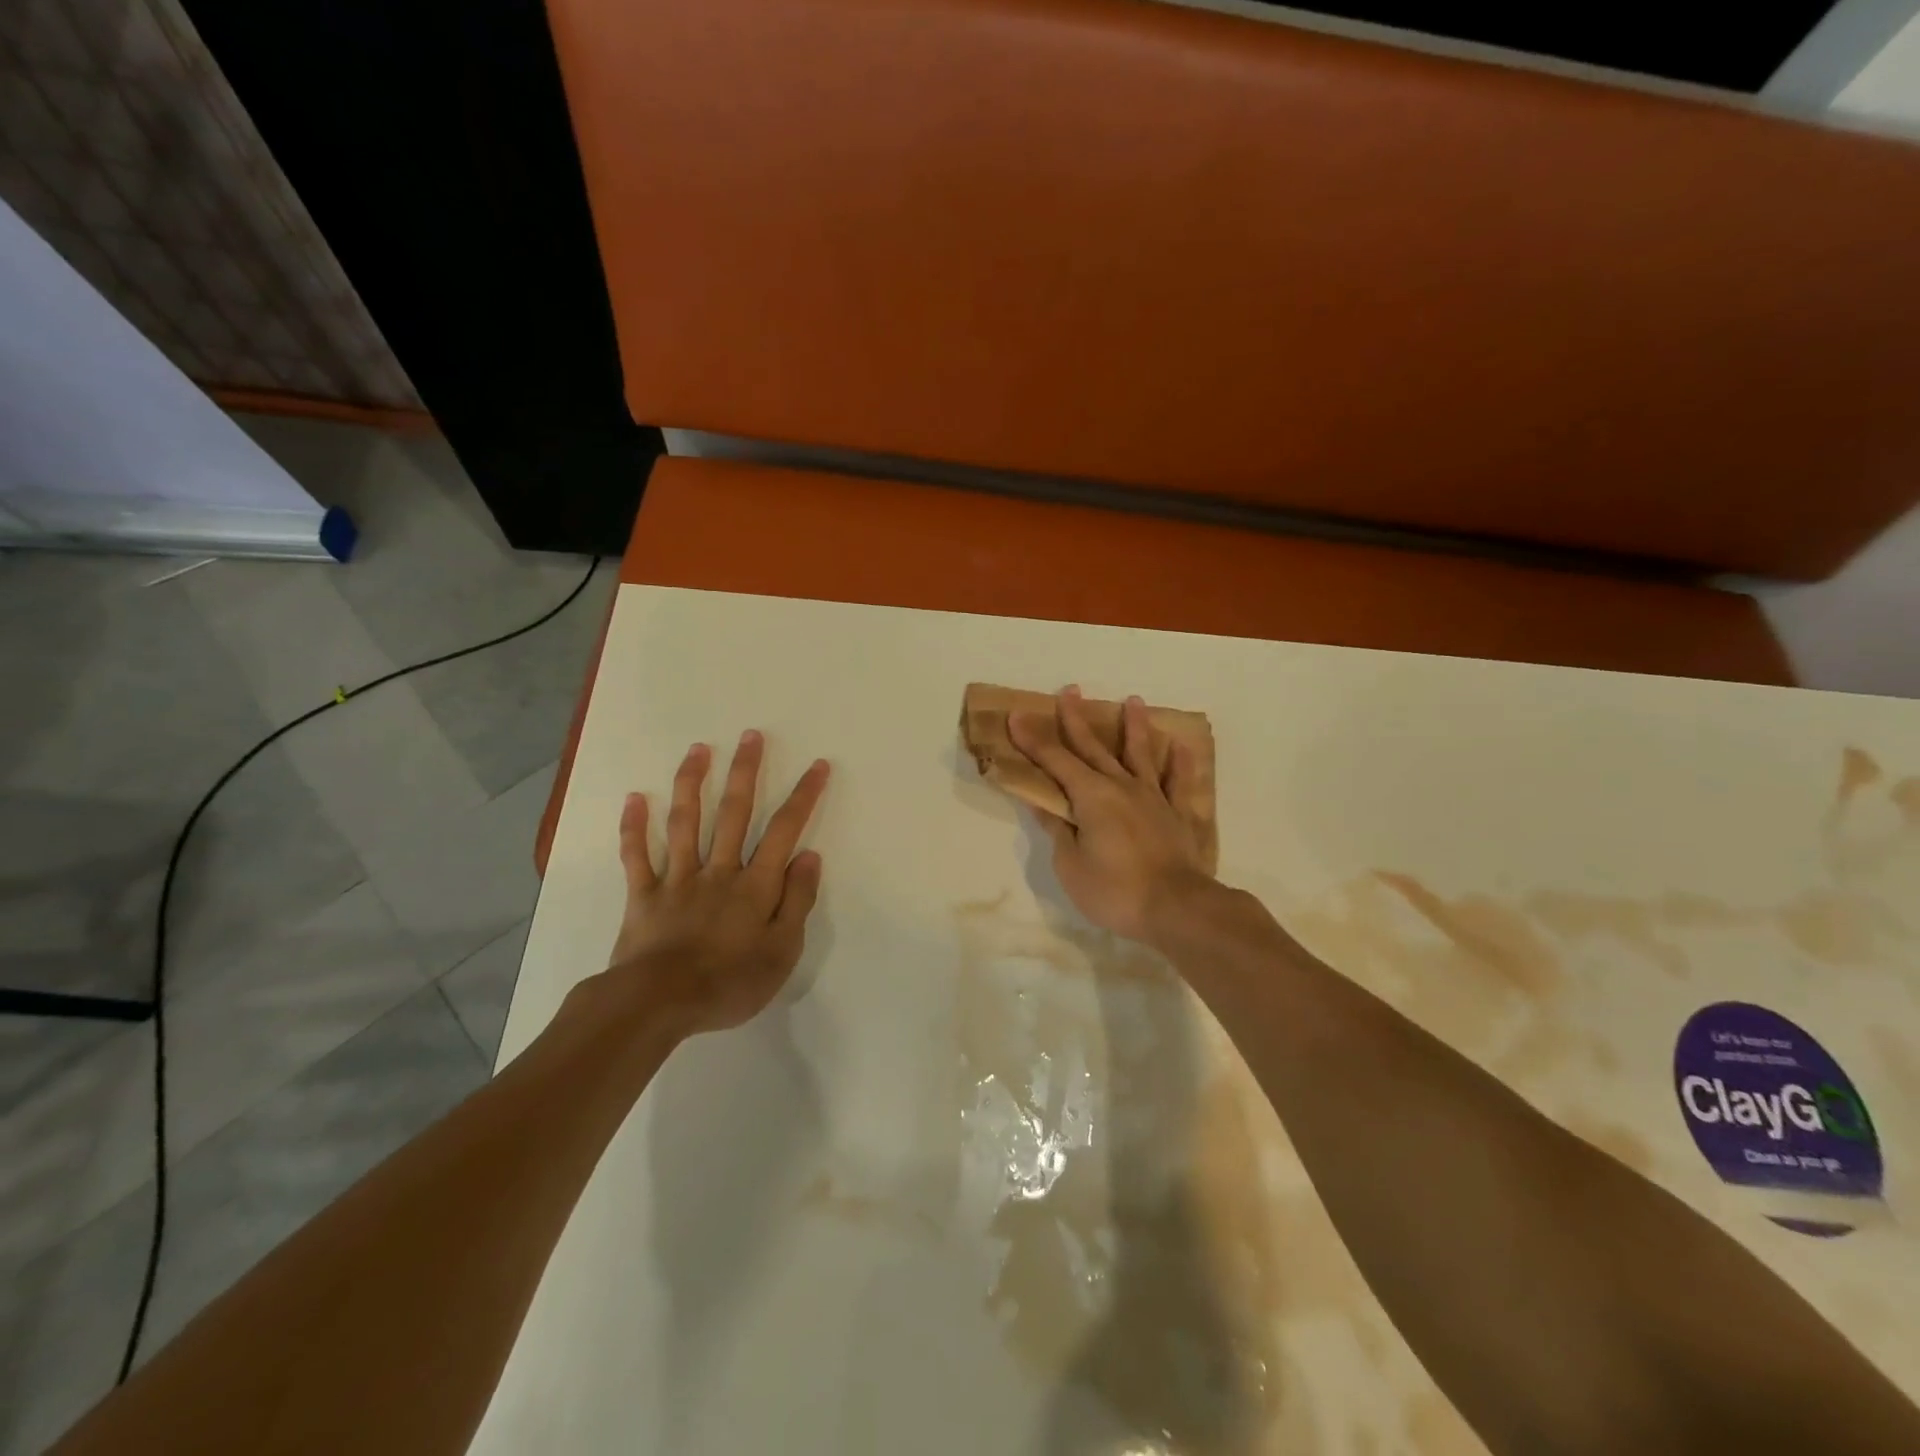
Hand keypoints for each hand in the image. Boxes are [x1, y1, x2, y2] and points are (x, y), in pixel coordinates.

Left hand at [606, 731, 830, 1033]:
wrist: (657, 1004)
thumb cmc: (728, 984)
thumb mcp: (781, 952)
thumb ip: (797, 902)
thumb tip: (809, 856)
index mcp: (755, 885)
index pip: (785, 831)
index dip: (803, 796)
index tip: (817, 766)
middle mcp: (719, 871)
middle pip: (735, 813)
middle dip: (746, 772)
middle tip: (750, 735)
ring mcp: (678, 879)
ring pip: (686, 822)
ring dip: (693, 782)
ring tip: (698, 749)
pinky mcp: (643, 895)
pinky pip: (637, 855)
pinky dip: (634, 826)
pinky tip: (635, 797)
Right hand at [1008, 686, 1213, 945]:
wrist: (1177, 908)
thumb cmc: (1114, 890)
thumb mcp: (1070, 865)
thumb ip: (1059, 829)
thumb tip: (1044, 803)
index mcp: (1091, 796)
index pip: (1055, 761)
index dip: (1034, 739)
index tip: (1017, 716)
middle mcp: (1121, 786)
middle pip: (1094, 748)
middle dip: (1076, 720)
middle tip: (1070, 690)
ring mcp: (1153, 798)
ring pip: (1140, 754)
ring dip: (1134, 726)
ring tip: (1134, 700)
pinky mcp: (1177, 815)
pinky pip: (1178, 783)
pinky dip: (1180, 764)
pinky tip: (1182, 747)